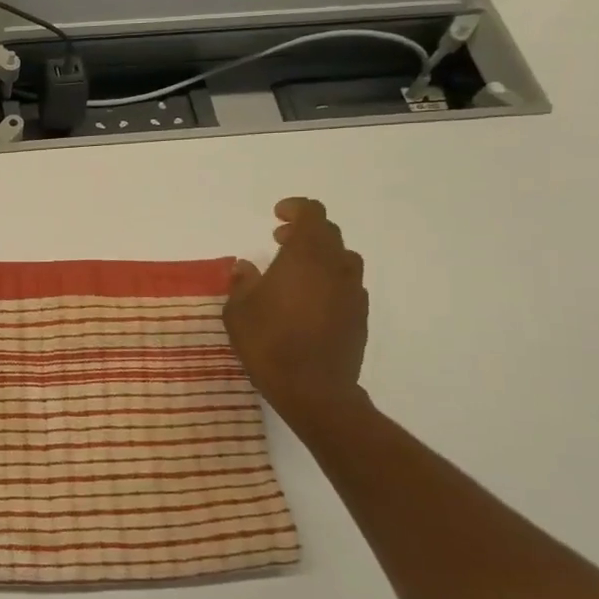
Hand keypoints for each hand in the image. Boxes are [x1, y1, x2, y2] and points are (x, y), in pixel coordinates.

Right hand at [224, 198, 368, 419]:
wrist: (314, 389)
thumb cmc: (269, 343)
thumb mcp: (238, 311)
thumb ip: (242, 283)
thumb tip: (246, 267)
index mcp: (306, 257)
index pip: (312, 214)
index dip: (296, 209)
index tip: (277, 217)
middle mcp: (336, 267)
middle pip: (328, 234)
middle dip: (304, 232)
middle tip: (279, 243)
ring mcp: (352, 292)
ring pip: (342, 259)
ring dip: (319, 257)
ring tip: (295, 273)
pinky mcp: (360, 316)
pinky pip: (346, 285)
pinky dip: (329, 281)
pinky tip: (309, 301)